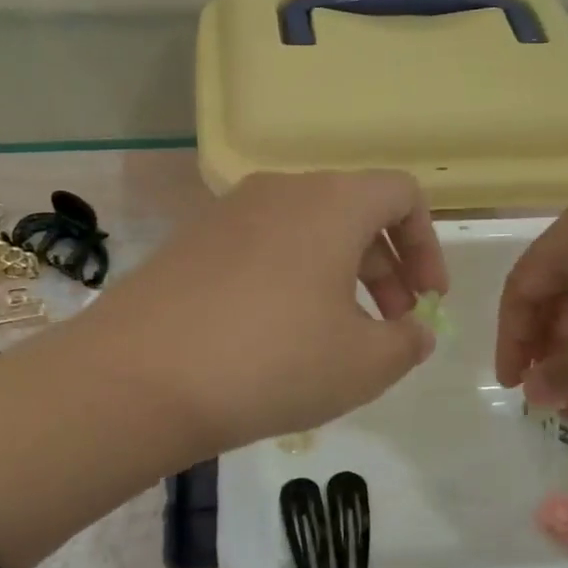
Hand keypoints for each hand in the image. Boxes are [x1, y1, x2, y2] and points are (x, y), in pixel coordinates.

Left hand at [78, 170, 448, 451]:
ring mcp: (229, 211)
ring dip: (339, 274)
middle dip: (387, 268)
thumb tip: (413, 331)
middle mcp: (282, 190)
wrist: (139, 378)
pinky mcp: (192, 240)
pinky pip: (263, 247)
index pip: (401, 194)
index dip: (427, 246)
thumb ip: (407, 342)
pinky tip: (278, 335)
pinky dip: (291, 278)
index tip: (428, 300)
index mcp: (332, 203)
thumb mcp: (364, 364)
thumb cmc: (273, 361)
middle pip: (354, 213)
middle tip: (391, 326)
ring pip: (307, 231)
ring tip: (338, 336)